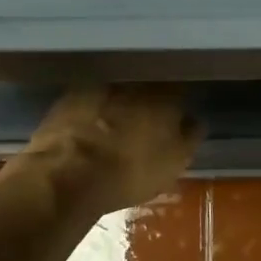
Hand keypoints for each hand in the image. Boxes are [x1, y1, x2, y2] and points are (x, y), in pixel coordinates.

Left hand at [4, 86, 201, 211]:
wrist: (67, 176)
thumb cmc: (131, 171)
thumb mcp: (174, 162)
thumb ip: (189, 137)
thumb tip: (194, 121)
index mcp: (164, 97)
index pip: (179, 90)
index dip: (179, 103)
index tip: (178, 116)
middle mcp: (133, 85)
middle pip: (146, 88)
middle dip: (147, 101)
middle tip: (147, 122)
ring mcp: (97, 89)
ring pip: (115, 93)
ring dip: (118, 105)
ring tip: (117, 127)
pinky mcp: (66, 102)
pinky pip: (87, 103)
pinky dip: (91, 114)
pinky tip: (90, 130)